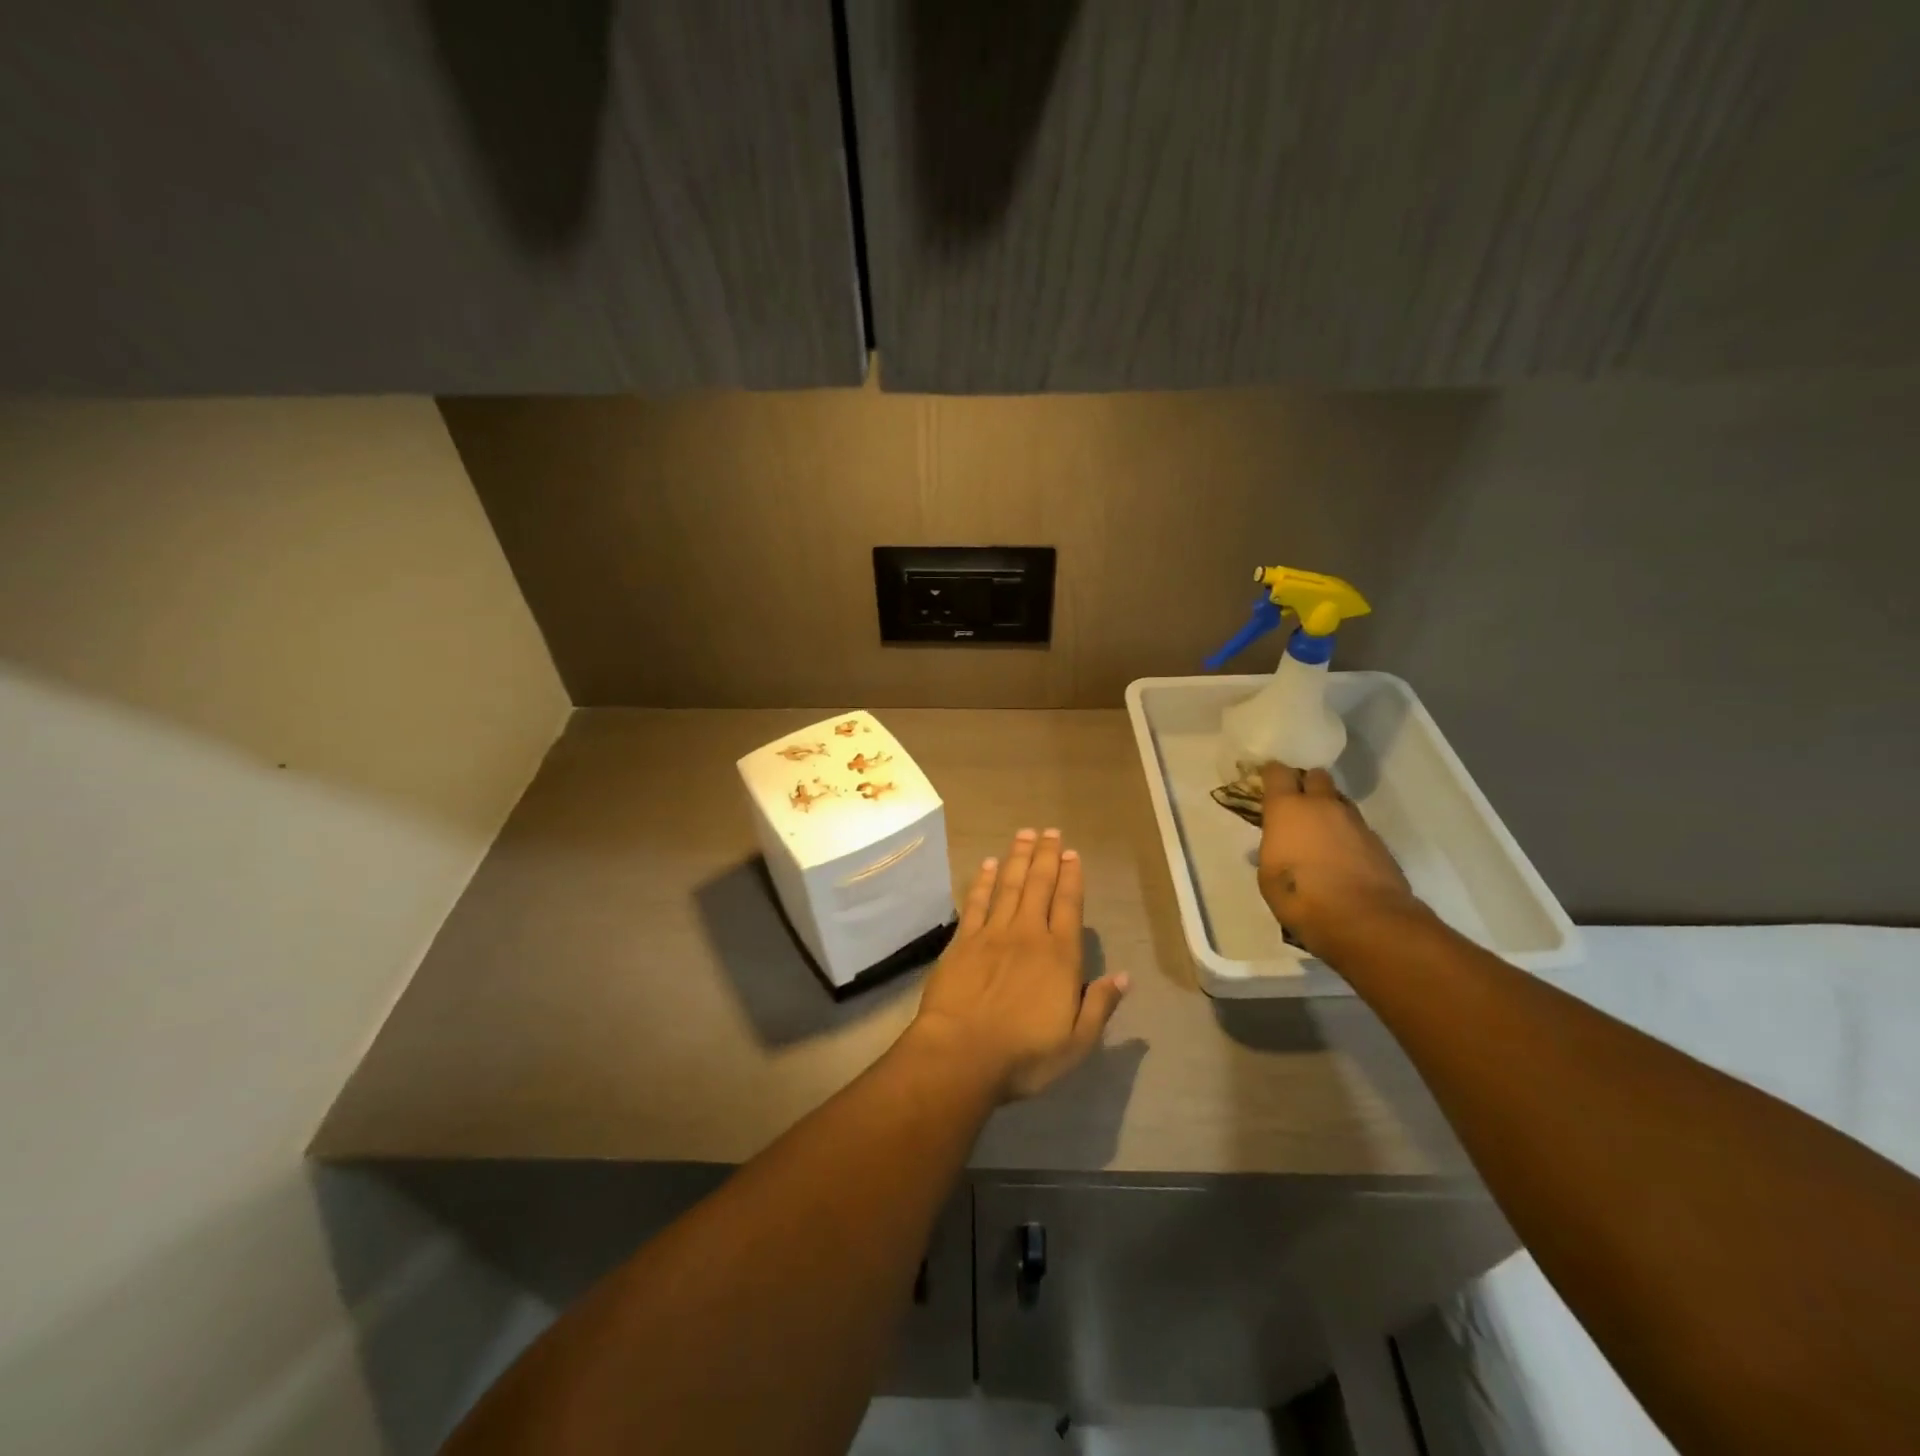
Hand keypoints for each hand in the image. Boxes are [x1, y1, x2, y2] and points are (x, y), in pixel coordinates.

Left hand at [909, 828, 1129, 1101]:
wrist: (961, 1054)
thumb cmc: (1024, 1055)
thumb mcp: (1076, 1042)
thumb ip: (1100, 1006)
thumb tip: (1124, 977)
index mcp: (1059, 956)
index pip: (1069, 906)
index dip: (1072, 877)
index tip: (1072, 853)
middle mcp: (1027, 934)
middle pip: (1039, 886)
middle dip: (1046, 856)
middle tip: (1049, 831)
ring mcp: (992, 934)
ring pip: (1008, 885)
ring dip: (1017, 858)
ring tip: (1024, 835)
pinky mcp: (962, 941)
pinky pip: (976, 902)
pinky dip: (982, 881)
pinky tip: (987, 865)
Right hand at [1258, 765, 1422, 955]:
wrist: (1364, 920)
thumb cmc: (1300, 897)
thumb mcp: (1268, 875)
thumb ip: (1273, 848)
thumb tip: (1278, 844)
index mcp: (1287, 809)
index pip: (1278, 773)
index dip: (1272, 774)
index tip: (1267, 780)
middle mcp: (1322, 806)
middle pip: (1316, 777)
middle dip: (1307, 784)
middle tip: (1298, 804)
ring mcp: (1354, 822)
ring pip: (1339, 801)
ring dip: (1329, 809)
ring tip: (1321, 832)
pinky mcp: (1378, 842)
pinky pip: (1357, 827)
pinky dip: (1347, 835)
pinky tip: (1342, 856)